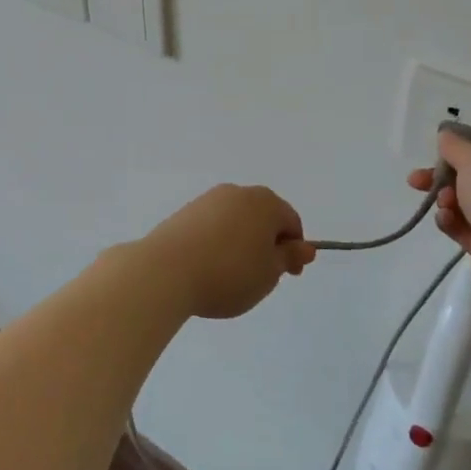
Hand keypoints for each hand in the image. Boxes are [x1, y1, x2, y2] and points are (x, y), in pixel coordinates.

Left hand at [135, 185, 315, 319]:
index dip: (295, 250)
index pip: (291, 222)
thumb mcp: (269, 273)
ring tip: (231, 276)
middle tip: (261, 277)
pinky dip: (218, 243)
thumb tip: (304, 247)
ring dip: (241, 243)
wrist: (166, 271)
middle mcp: (237, 193)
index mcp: (265, 202)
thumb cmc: (229, 273)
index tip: (288, 276)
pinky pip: (212, 227)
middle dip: (267, 244)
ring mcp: (208, 200)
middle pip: (263, 217)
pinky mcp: (184, 213)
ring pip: (236, 221)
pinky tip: (208, 267)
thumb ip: (288, 258)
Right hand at [408, 133, 470, 289]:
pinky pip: (467, 229)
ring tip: (442, 205)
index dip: (460, 157)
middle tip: (417, 181)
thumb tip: (445, 135)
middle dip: (444, 181)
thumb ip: (455, 146)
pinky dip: (452, 223)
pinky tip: (445, 220)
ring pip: (468, 206)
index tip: (436, 159)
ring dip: (447, 202)